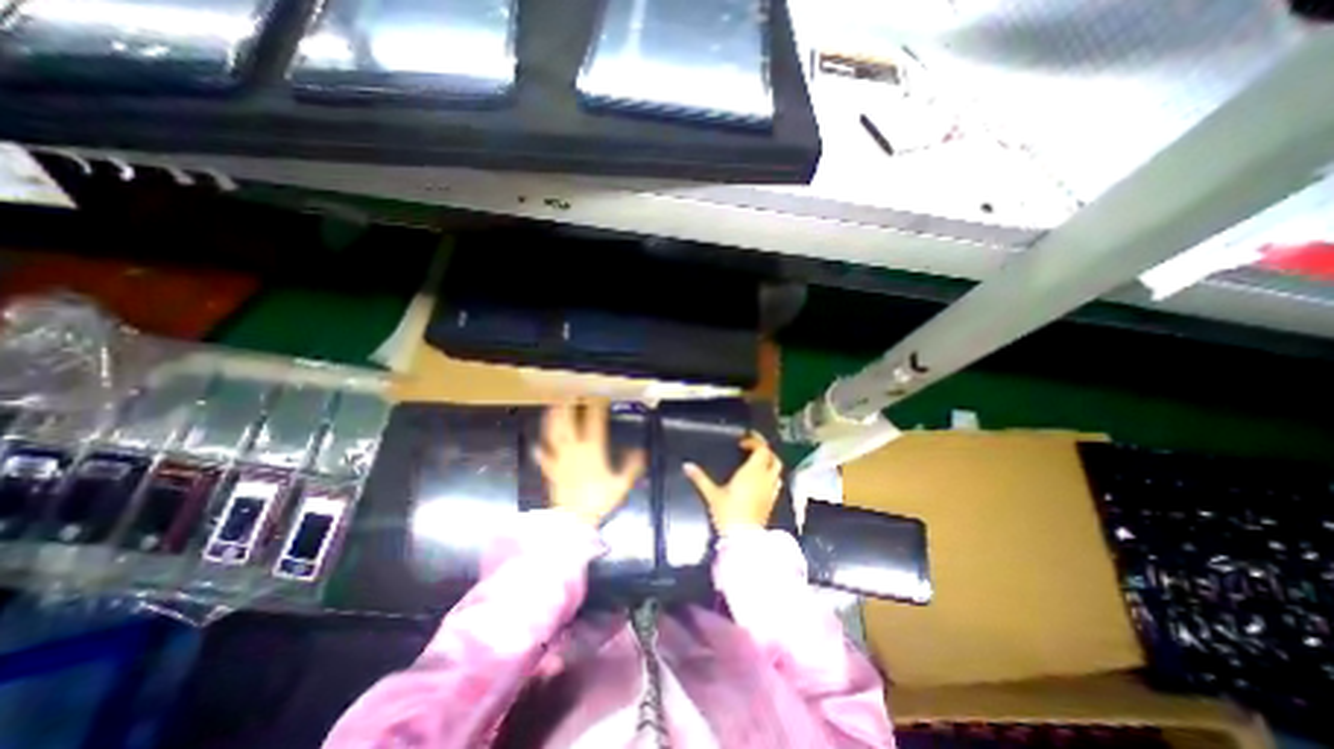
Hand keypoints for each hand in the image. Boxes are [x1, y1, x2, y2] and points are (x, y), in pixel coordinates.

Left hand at [534, 403, 646, 524]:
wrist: (574, 522)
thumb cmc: (598, 501)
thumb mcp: (620, 484)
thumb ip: (631, 467)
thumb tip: (640, 451)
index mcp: (592, 451)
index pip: (594, 423)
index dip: (596, 408)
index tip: (599, 397)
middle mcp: (574, 450)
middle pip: (569, 423)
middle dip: (569, 407)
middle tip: (571, 394)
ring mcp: (560, 459)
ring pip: (554, 435)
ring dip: (552, 419)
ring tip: (553, 406)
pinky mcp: (551, 470)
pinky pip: (544, 457)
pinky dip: (540, 449)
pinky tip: (537, 444)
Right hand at [683, 431, 782, 534]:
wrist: (744, 538)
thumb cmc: (728, 512)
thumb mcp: (712, 494)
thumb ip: (700, 478)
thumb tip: (686, 465)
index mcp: (753, 472)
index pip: (762, 449)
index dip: (754, 442)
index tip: (742, 442)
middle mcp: (765, 478)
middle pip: (773, 457)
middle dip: (764, 449)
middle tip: (751, 447)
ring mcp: (771, 490)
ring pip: (777, 469)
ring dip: (769, 461)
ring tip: (756, 461)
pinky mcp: (772, 500)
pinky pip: (776, 481)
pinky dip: (770, 474)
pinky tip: (759, 479)